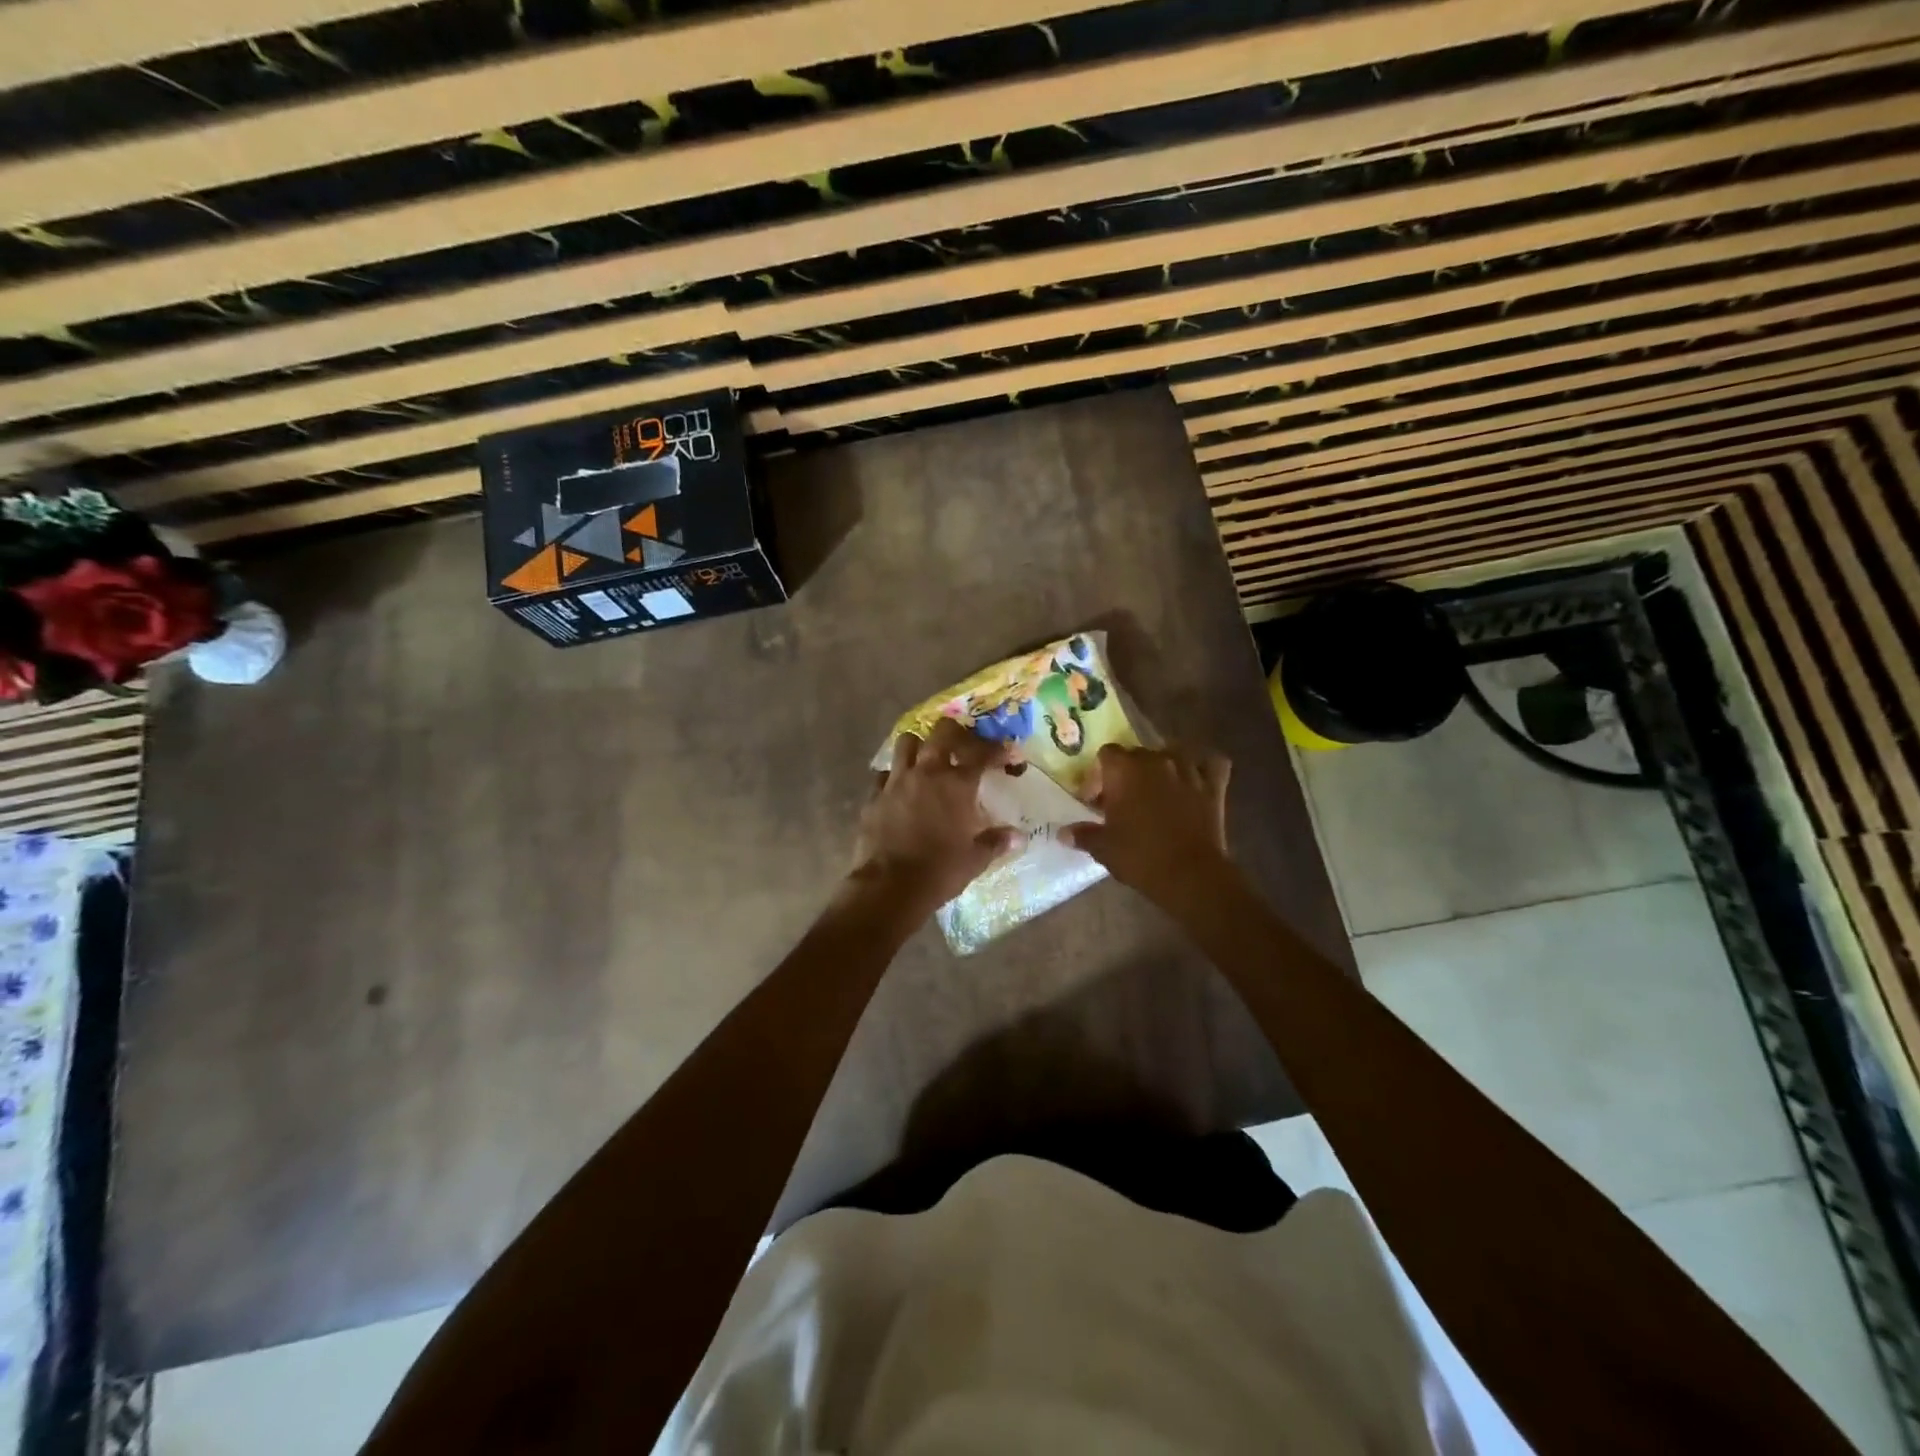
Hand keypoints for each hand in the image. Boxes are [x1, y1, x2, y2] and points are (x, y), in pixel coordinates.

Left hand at [850, 716, 1023, 914]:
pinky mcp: (873, 796)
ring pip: (906, 742)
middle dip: (956, 732)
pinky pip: (883, 774)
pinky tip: (900, 789)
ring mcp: (896, 781)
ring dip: (919, 746)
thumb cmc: (940, 871)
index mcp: (956, 785)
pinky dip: (894, 776)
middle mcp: (926, 773)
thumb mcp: (975, 860)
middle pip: (942, 733)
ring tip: (927, 759)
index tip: (1006, 753)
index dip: (996, 749)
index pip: (981, 754)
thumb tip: (1017, 836)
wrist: (890, 886)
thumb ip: (996, 842)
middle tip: (964, 744)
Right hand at [1061, 744, 1237, 912]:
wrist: (1190, 875)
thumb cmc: (1140, 856)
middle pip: (1136, 753)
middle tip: (1122, 802)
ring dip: (1162, 766)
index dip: (1098, 776)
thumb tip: (1063, 833)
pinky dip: (1203, 767)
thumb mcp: (1104, 848)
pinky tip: (1195, 778)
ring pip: (1172, 753)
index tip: (1095, 802)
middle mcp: (1156, 760)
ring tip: (1156, 789)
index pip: (1106, 755)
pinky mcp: (1214, 785)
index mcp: (1124, 769)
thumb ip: (1083, 835)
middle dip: (1127, 773)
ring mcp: (1188, 769)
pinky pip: (1211, 763)